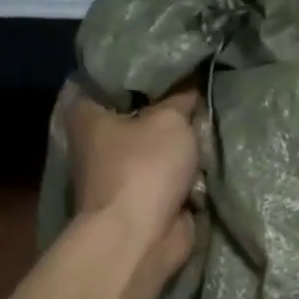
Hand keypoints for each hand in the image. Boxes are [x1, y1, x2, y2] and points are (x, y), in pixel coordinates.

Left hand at [64, 85, 200, 273]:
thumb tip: (192, 83)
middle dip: (167, 106)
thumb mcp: (170, 119)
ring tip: (210, 120)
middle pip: (138, 112)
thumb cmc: (144, 168)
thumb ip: (183, 98)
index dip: (139, 68)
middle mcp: (97, 141)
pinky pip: (170, 176)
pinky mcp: (142, 199)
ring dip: (180, 142)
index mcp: (87, 113)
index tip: (170, 61)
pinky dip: (187, 172)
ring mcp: (119, 173)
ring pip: (157, 145)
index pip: (108, 77)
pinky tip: (210, 155)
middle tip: (198, 89)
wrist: (141, 237)